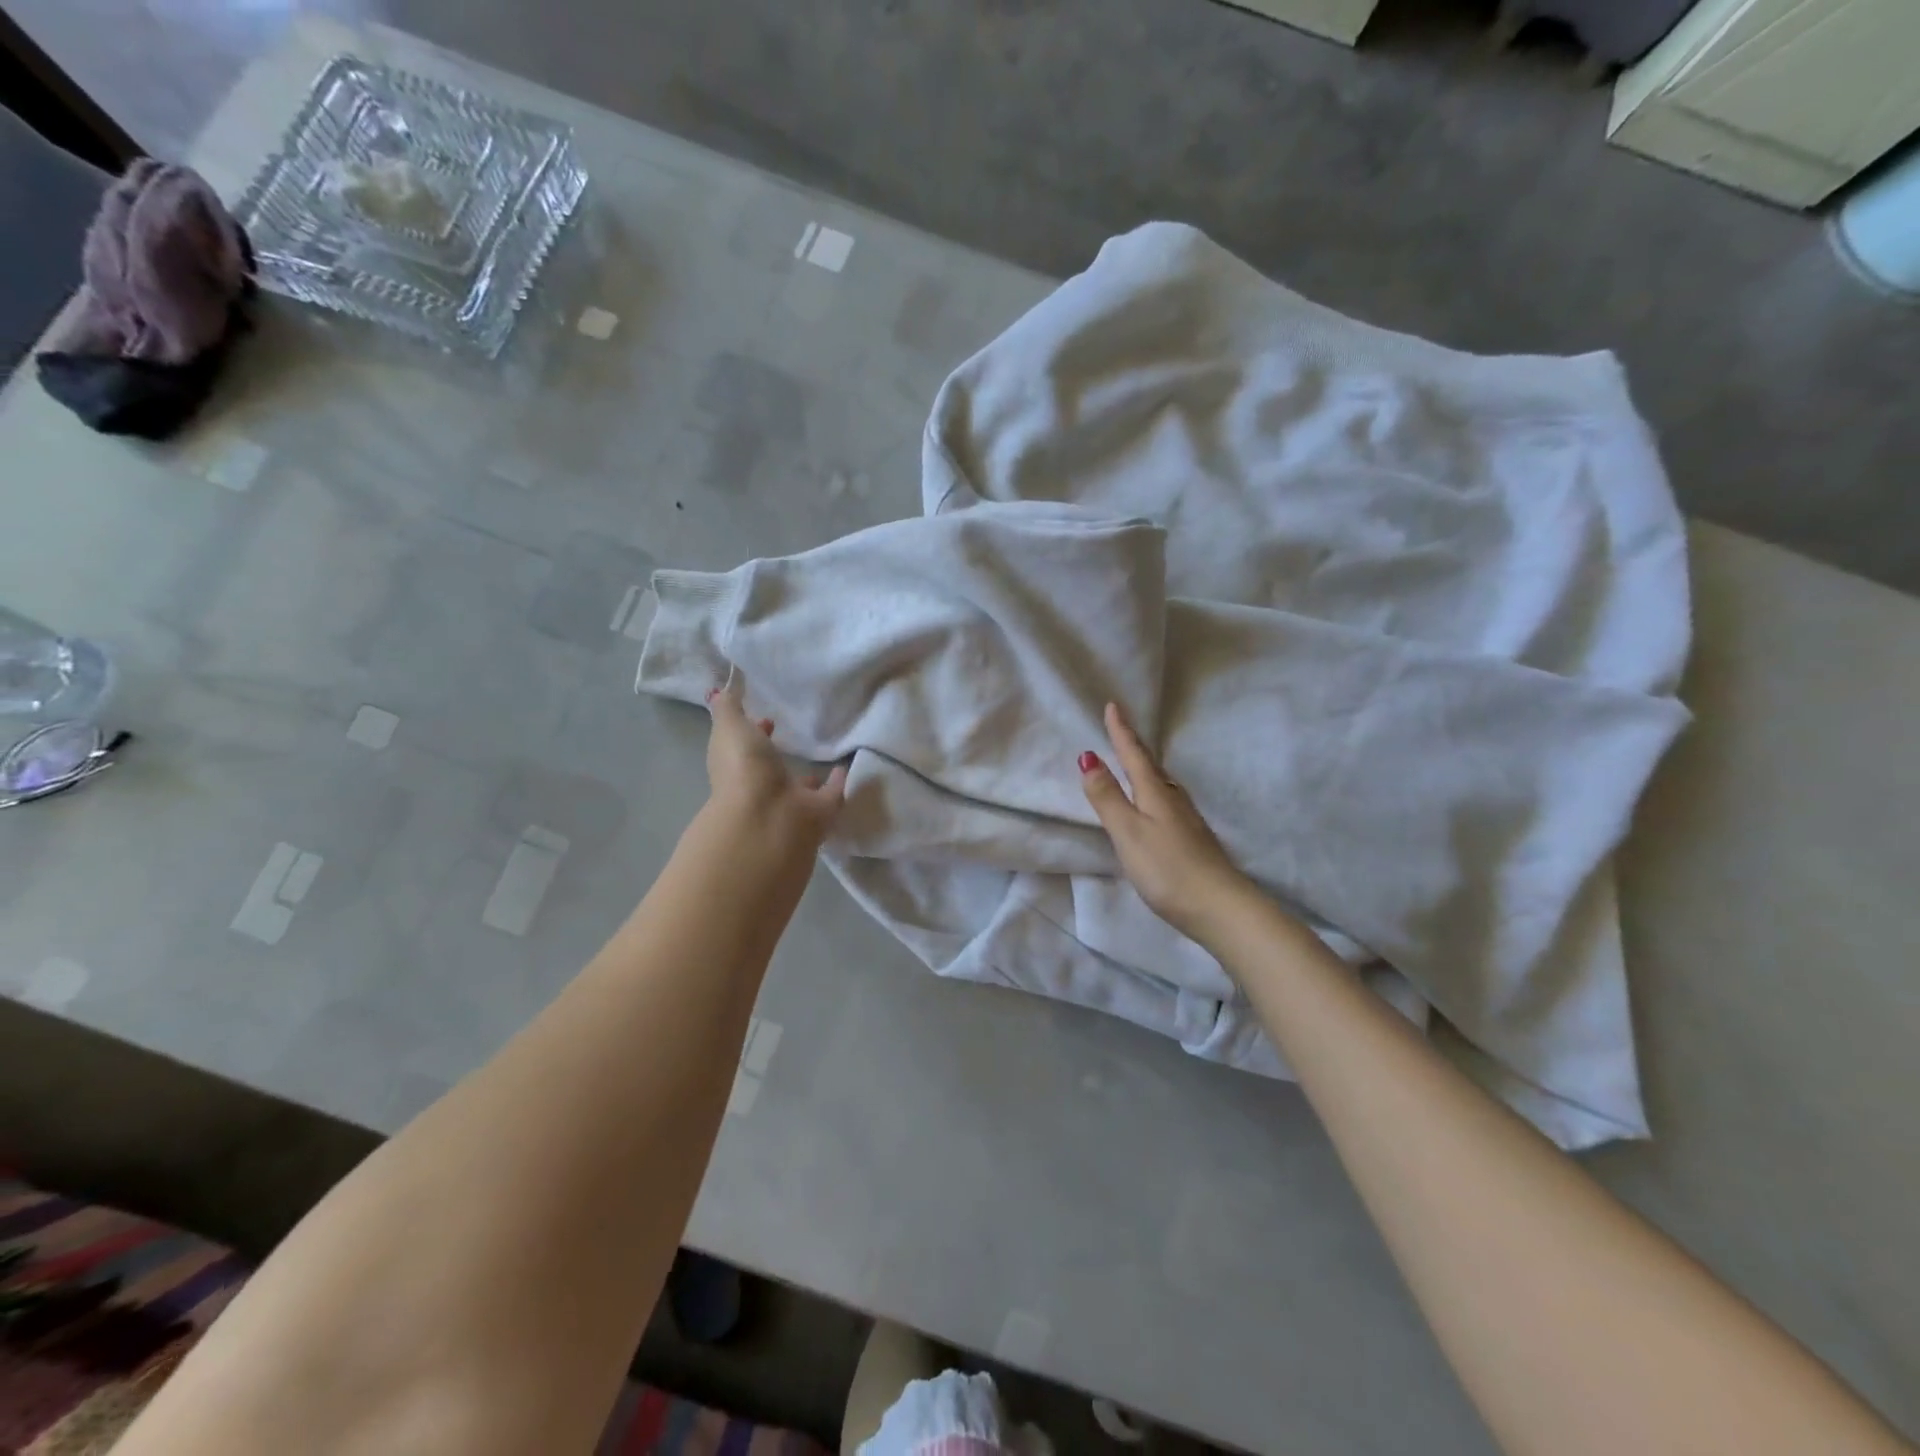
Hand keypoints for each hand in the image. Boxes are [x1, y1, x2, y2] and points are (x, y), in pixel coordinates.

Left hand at [704, 675, 847, 848]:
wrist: (769, 816)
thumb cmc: (743, 769)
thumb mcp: (729, 727)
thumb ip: (728, 707)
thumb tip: (722, 688)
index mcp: (738, 768)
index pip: (744, 747)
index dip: (753, 732)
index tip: (766, 718)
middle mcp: (763, 787)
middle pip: (772, 768)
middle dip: (780, 755)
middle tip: (798, 734)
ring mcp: (792, 802)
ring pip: (801, 785)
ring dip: (809, 774)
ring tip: (827, 753)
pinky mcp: (820, 811)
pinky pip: (832, 793)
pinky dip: (839, 782)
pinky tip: (849, 766)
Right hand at [1079, 702, 1250, 944]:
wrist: (1219, 907)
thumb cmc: (1167, 868)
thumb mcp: (1128, 831)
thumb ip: (1107, 797)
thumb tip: (1088, 756)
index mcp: (1155, 793)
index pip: (1134, 755)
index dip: (1121, 732)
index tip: (1113, 705)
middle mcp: (1173, 799)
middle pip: (1150, 766)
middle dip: (1133, 747)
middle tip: (1120, 729)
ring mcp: (1186, 819)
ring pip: (1161, 784)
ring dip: (1145, 770)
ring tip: (1134, 762)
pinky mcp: (1192, 839)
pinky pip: (1167, 802)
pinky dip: (1154, 793)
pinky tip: (1156, 805)